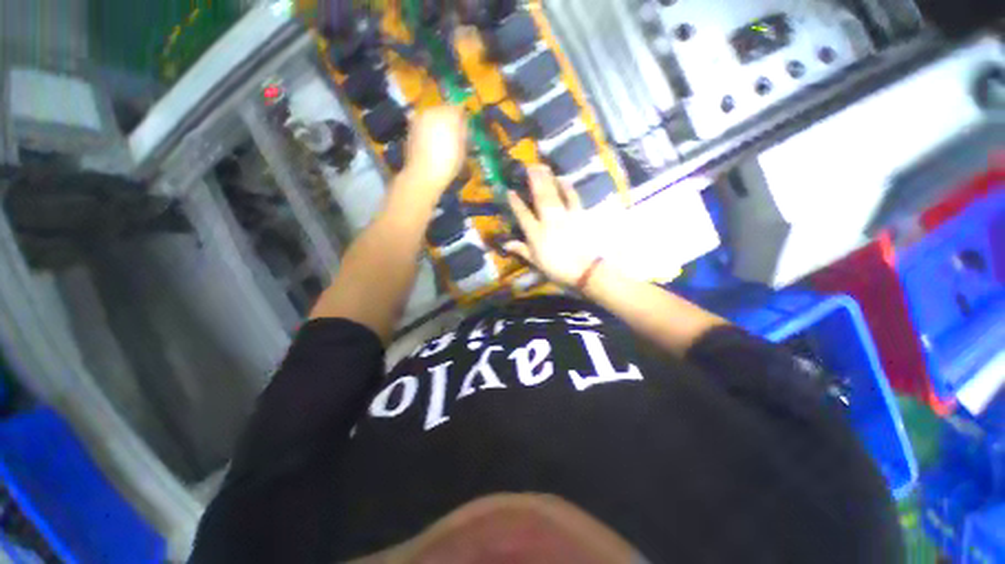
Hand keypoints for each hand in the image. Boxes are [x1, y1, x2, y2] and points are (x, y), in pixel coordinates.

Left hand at [400, 105, 468, 205]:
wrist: (424, 174)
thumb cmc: (448, 163)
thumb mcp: (463, 149)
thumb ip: (463, 134)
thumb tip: (463, 127)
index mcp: (448, 114)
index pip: (459, 109)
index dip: (463, 118)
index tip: (466, 129)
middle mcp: (432, 111)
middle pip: (444, 111)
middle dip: (449, 120)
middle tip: (454, 135)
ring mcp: (419, 119)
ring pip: (432, 117)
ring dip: (437, 126)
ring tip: (441, 141)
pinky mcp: (410, 128)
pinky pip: (423, 126)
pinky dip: (428, 132)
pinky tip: (431, 146)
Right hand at [504, 166, 603, 286]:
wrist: (585, 270)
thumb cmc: (558, 268)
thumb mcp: (536, 262)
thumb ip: (522, 250)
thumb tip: (506, 244)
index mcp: (536, 233)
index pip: (522, 215)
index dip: (515, 203)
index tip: (509, 191)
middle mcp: (548, 220)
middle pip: (539, 197)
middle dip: (533, 180)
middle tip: (529, 166)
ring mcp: (564, 215)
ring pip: (553, 193)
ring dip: (547, 179)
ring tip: (542, 166)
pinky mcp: (578, 215)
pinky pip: (572, 197)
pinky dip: (567, 187)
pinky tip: (563, 178)